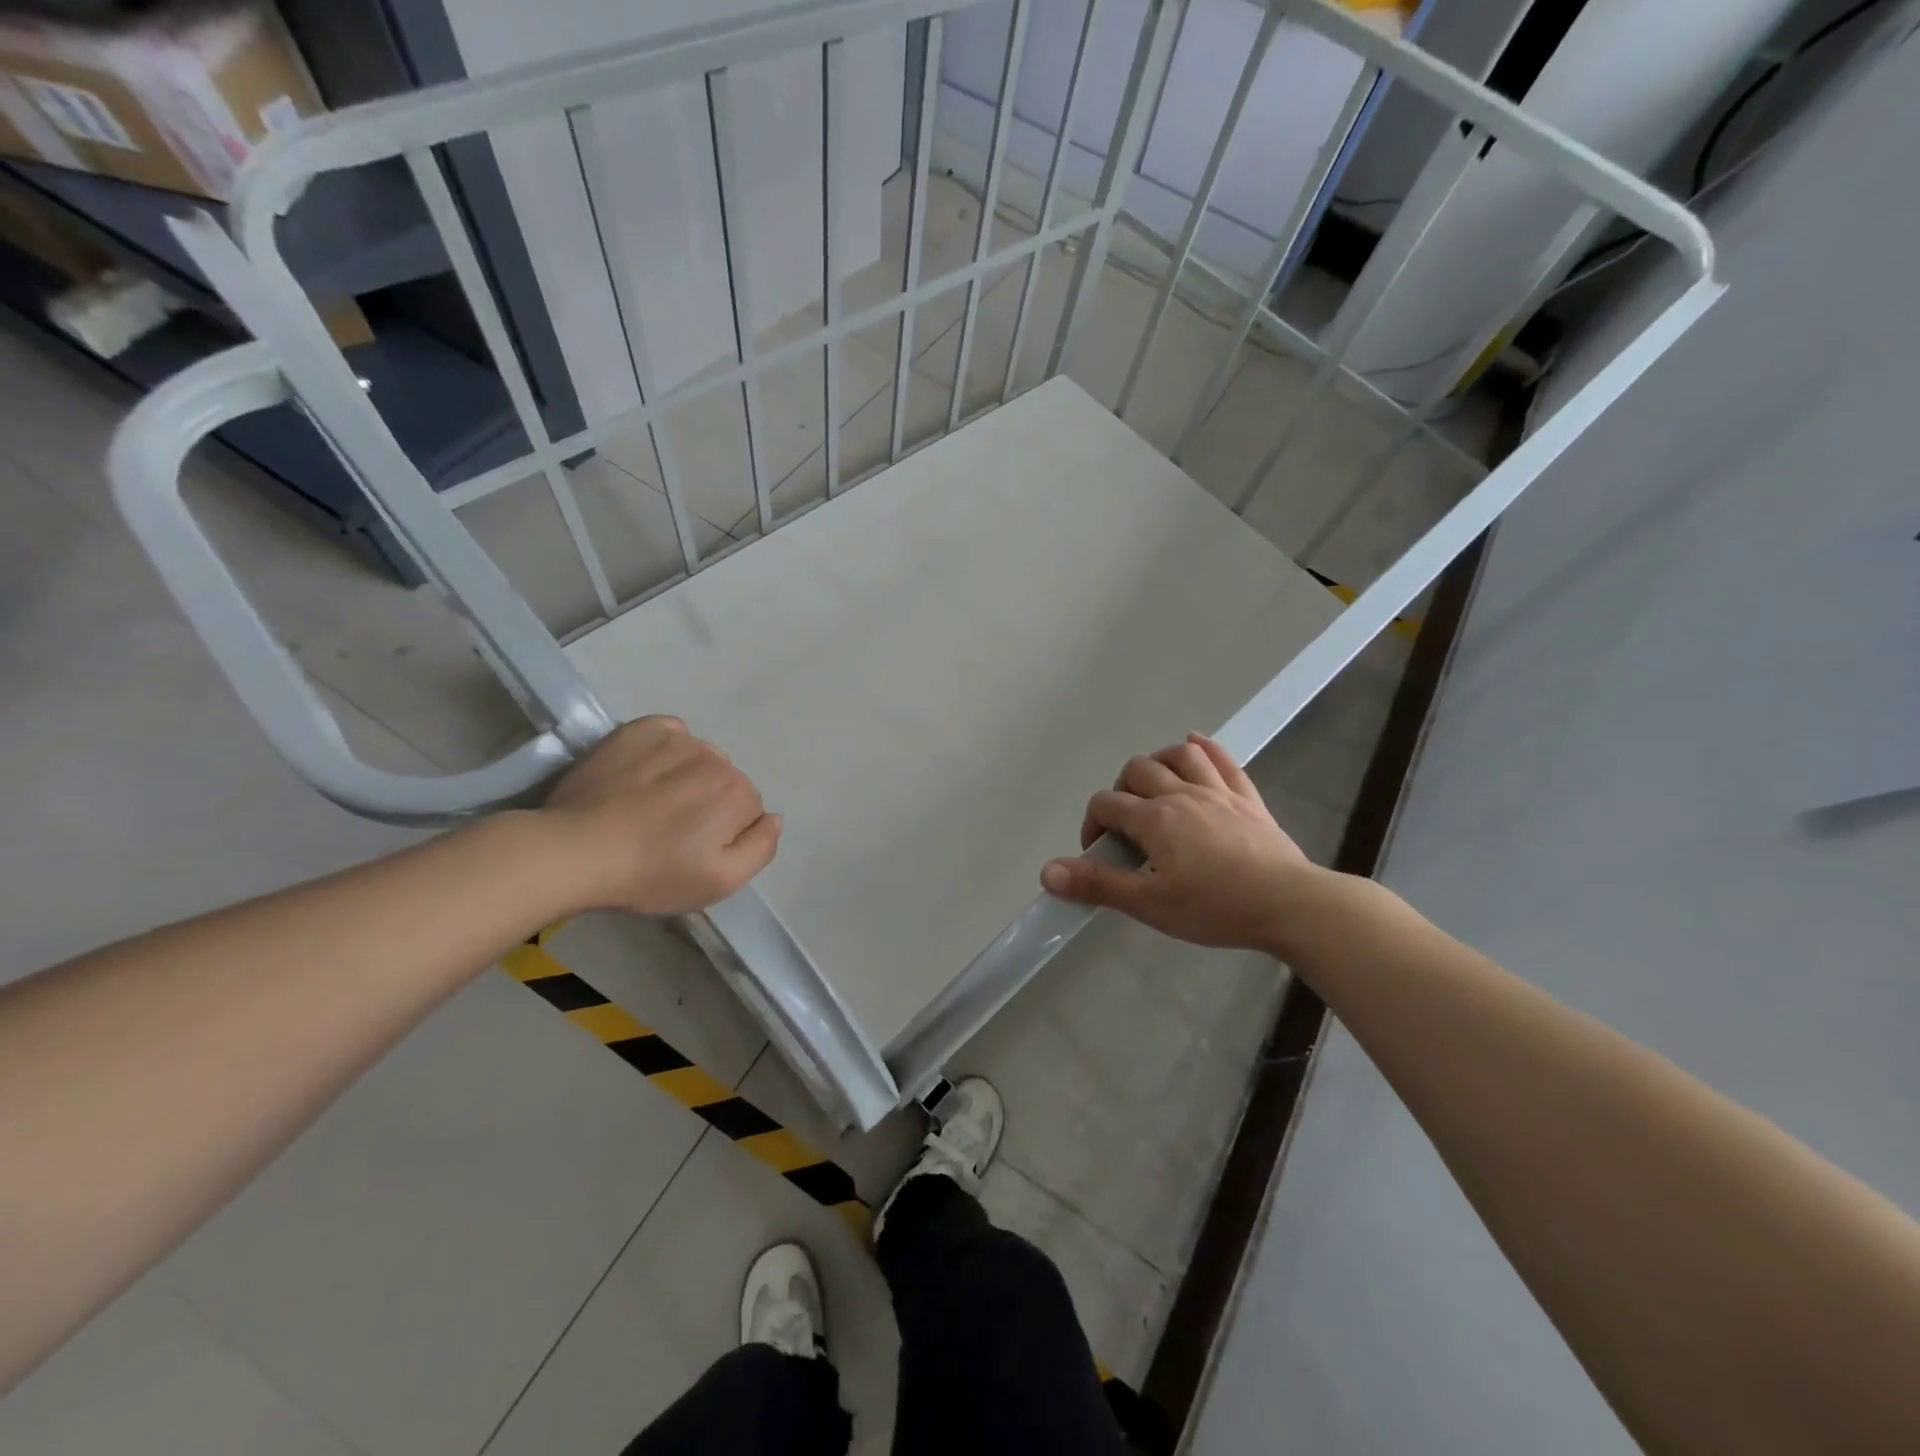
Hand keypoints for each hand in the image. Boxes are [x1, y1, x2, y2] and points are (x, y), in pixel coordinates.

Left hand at [538, 716, 779, 915]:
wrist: (576, 850)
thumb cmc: (653, 873)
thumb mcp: (722, 882)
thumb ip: (761, 848)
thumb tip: (774, 818)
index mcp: (738, 793)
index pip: (748, 810)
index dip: (725, 833)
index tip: (694, 851)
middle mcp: (716, 758)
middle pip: (725, 781)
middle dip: (708, 803)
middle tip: (671, 832)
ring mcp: (677, 739)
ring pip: (699, 758)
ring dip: (687, 776)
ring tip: (652, 805)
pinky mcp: (640, 730)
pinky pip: (671, 732)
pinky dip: (667, 747)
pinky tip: (646, 772)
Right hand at [1040, 734, 1323, 951]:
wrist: (1290, 904)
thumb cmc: (1216, 907)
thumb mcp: (1150, 904)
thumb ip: (1099, 885)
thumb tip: (1047, 871)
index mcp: (1155, 819)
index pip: (1106, 804)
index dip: (1092, 825)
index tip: (1100, 854)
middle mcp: (1182, 794)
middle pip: (1138, 770)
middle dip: (1121, 791)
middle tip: (1127, 827)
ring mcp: (1218, 792)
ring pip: (1180, 754)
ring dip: (1159, 762)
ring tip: (1154, 786)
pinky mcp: (1248, 799)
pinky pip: (1224, 760)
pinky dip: (1205, 748)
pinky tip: (1194, 745)